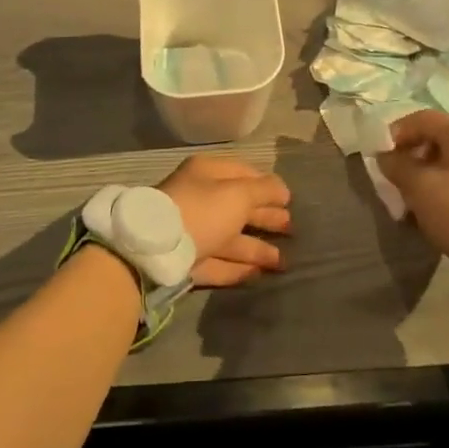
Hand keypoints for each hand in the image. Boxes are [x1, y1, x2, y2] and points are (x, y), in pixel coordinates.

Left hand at [158, 155, 291, 286]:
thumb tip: (283, 189)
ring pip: (230, 238)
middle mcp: (199, 199)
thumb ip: (264, 190)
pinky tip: (259, 274)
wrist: (157, 251)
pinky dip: (239, 267)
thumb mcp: (238, 194)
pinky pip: (219, 262)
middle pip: (238, 207)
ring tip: (283, 261)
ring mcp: (192, 231)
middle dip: (265, 217)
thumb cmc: (202, 210)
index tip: (289, 199)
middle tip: (291, 228)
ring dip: (257, 247)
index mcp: (207, 174)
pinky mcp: (188, 261)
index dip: (267, 185)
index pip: (243, 174)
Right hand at [377, 110, 448, 271]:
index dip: (396, 132)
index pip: (421, 118)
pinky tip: (435, 210)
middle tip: (395, 178)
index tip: (381, 154)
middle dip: (411, 157)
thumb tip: (385, 156)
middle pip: (436, 140)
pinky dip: (444, 188)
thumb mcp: (420, 188)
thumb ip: (397, 167)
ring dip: (426, 175)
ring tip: (412, 199)